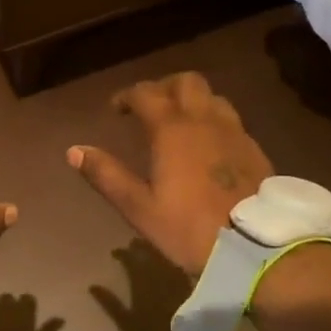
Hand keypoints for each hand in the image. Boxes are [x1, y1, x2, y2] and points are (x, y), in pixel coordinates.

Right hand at [68, 72, 272, 273]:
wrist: (255, 248)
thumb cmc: (189, 228)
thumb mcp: (139, 207)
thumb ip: (106, 175)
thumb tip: (74, 151)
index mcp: (173, 130)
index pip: (146, 94)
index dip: (127, 96)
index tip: (116, 109)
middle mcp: (205, 121)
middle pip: (186, 82)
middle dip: (164, 87)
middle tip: (149, 108)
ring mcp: (235, 133)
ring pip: (213, 98)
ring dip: (192, 101)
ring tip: (179, 123)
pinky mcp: (255, 150)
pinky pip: (231, 120)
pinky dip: (213, 121)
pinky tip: (208, 147)